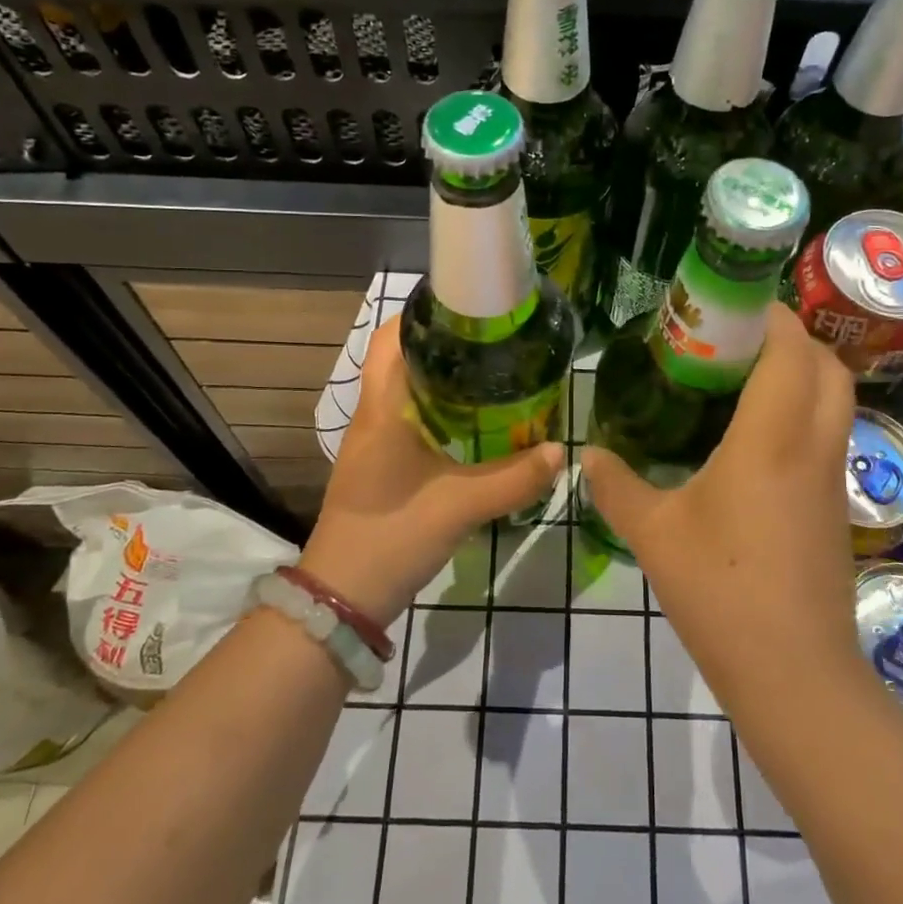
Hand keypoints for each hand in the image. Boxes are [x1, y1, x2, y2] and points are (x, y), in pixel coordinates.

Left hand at [300, 314, 562, 622]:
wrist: (343, 597)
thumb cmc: (392, 537)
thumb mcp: (460, 506)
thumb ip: (513, 478)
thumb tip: (559, 451)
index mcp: (381, 409)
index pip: (391, 338)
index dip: (423, 314)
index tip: (470, 306)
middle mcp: (372, 416)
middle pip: (402, 359)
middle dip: (445, 345)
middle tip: (495, 341)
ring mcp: (374, 442)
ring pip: (407, 391)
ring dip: (443, 379)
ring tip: (494, 374)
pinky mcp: (382, 466)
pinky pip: (411, 420)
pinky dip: (441, 411)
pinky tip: (475, 424)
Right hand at [581, 304, 860, 708]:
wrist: (793, 673)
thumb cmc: (719, 591)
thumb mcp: (654, 534)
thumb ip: (617, 485)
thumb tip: (588, 454)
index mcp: (771, 440)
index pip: (791, 352)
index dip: (772, 317)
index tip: (734, 305)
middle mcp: (813, 448)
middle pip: (828, 368)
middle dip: (793, 339)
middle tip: (738, 339)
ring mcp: (832, 479)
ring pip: (836, 402)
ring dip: (802, 375)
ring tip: (744, 379)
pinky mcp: (835, 508)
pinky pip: (828, 436)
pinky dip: (803, 413)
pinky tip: (755, 438)